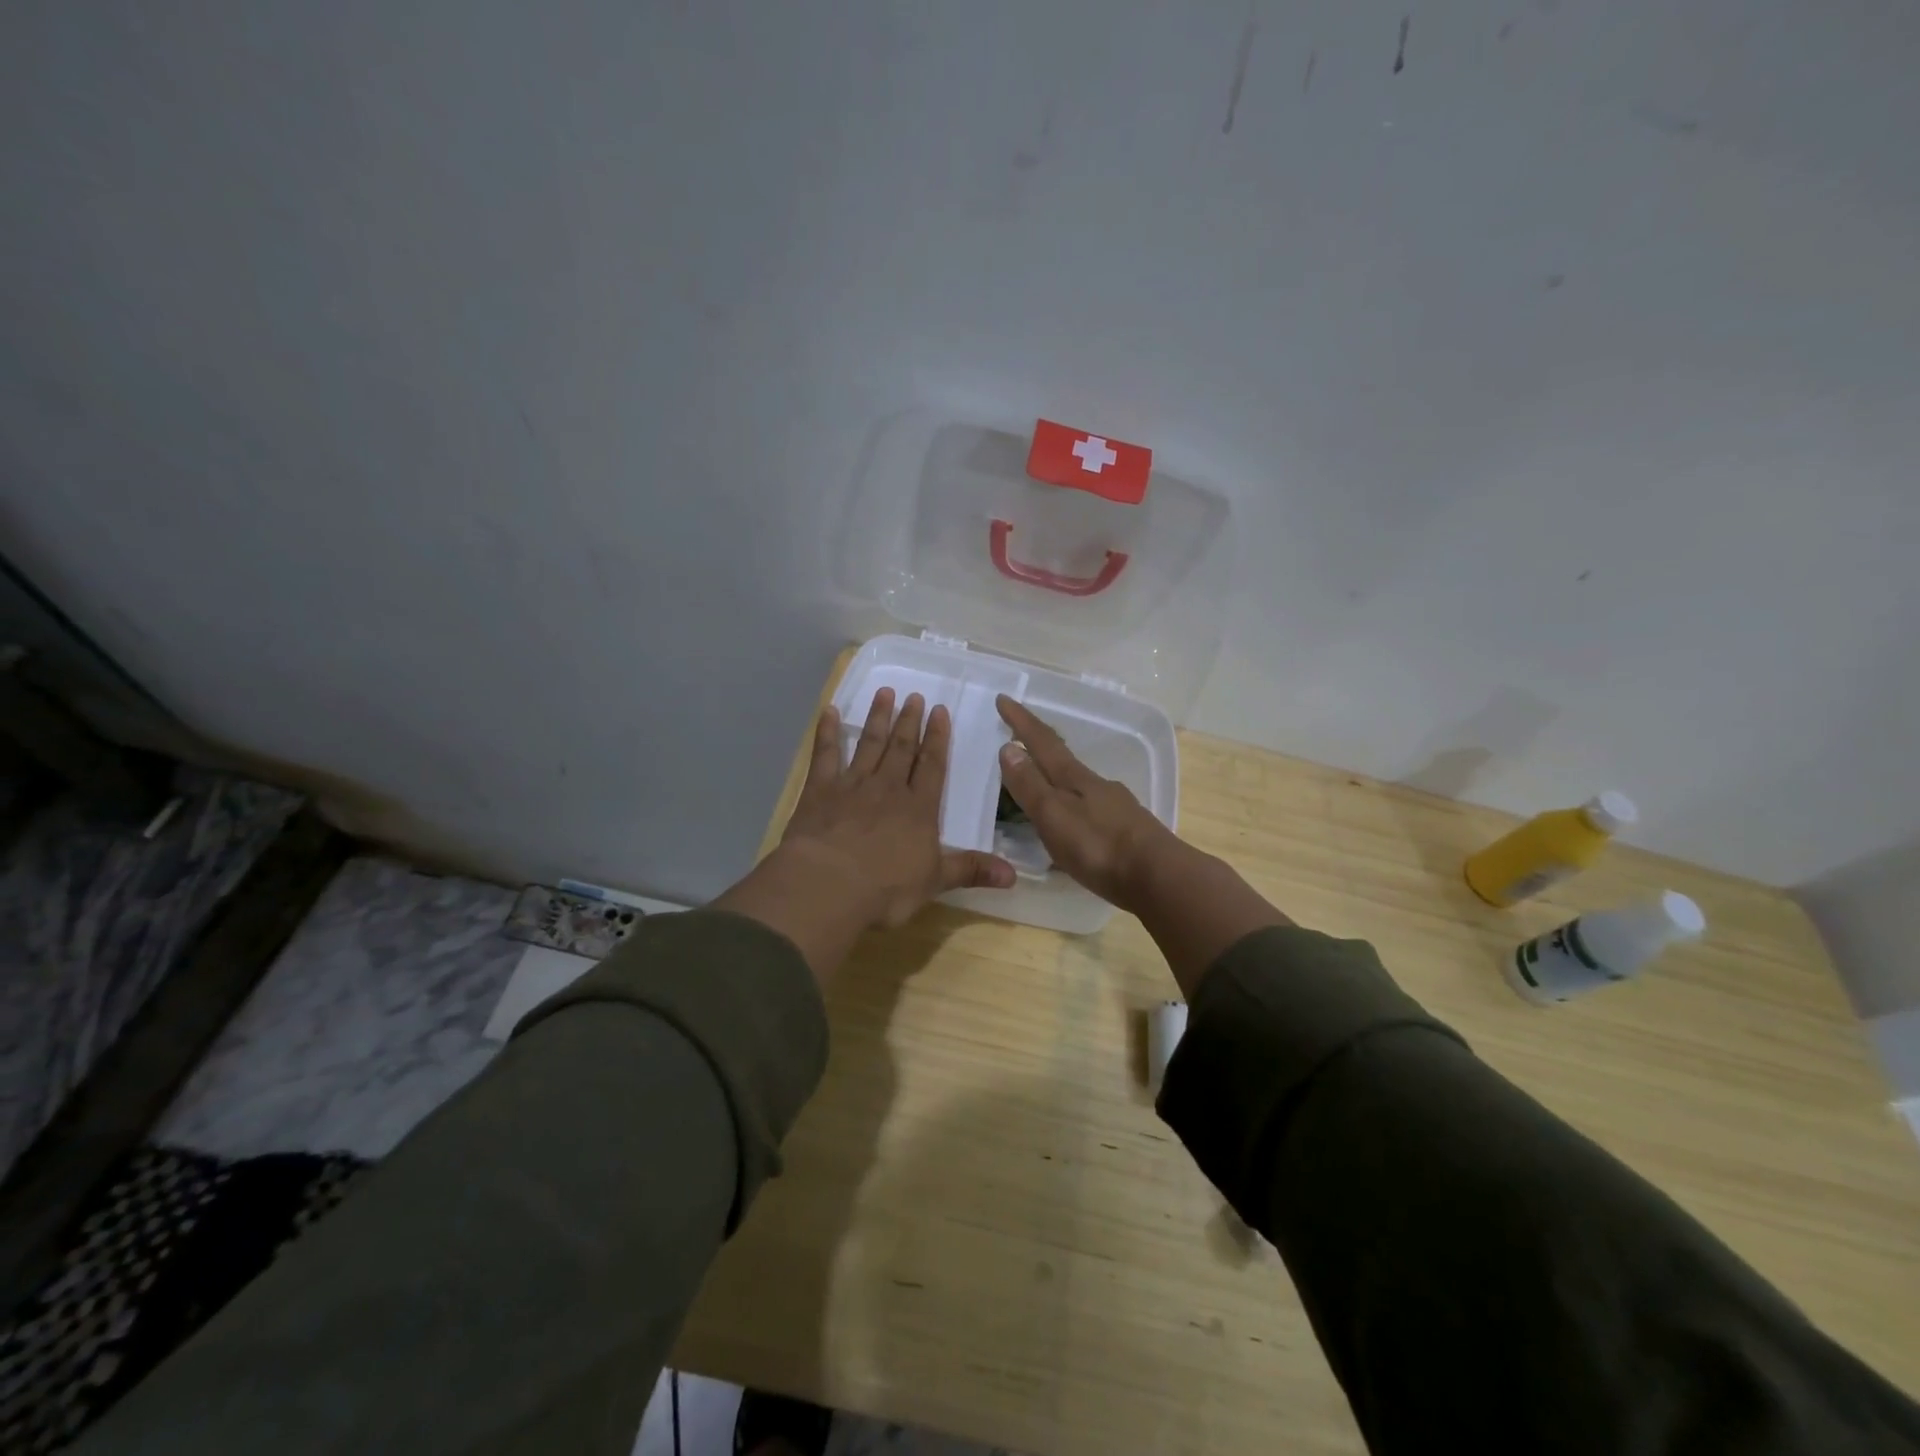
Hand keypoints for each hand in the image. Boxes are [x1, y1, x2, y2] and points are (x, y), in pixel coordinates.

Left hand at [780, 688, 1015, 928]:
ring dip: (878, 719)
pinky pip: (825, 755)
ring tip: (885, 693)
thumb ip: (972, 870)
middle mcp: (888, 788)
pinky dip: (826, 732)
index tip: (939, 711)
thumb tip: (1014, 875)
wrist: (829, 883)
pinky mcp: (820, 790)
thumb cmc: (886, 887)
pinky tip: (828, 712)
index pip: (932, 766)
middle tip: (914, 696)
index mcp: (918, 809)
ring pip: (869, 745)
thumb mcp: (935, 882)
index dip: (938, 739)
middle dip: (910, 722)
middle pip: (902, 749)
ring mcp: (852, 785)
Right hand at [995, 695, 1177, 912]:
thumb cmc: (1099, 846)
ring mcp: (1116, 807)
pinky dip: (1073, 808)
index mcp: (1075, 778)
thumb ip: (1030, 785)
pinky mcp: (1127, 831)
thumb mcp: (1054, 815)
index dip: (1021, 721)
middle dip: (1039, 747)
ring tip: (1040, 786)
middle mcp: (1097, 785)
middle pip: (1062, 760)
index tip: (1003, 698)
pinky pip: (1091, 810)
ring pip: (1079, 785)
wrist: (1159, 877)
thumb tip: (1009, 747)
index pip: (1042, 742)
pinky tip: (1073, 824)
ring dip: (1056, 779)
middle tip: (1018, 739)